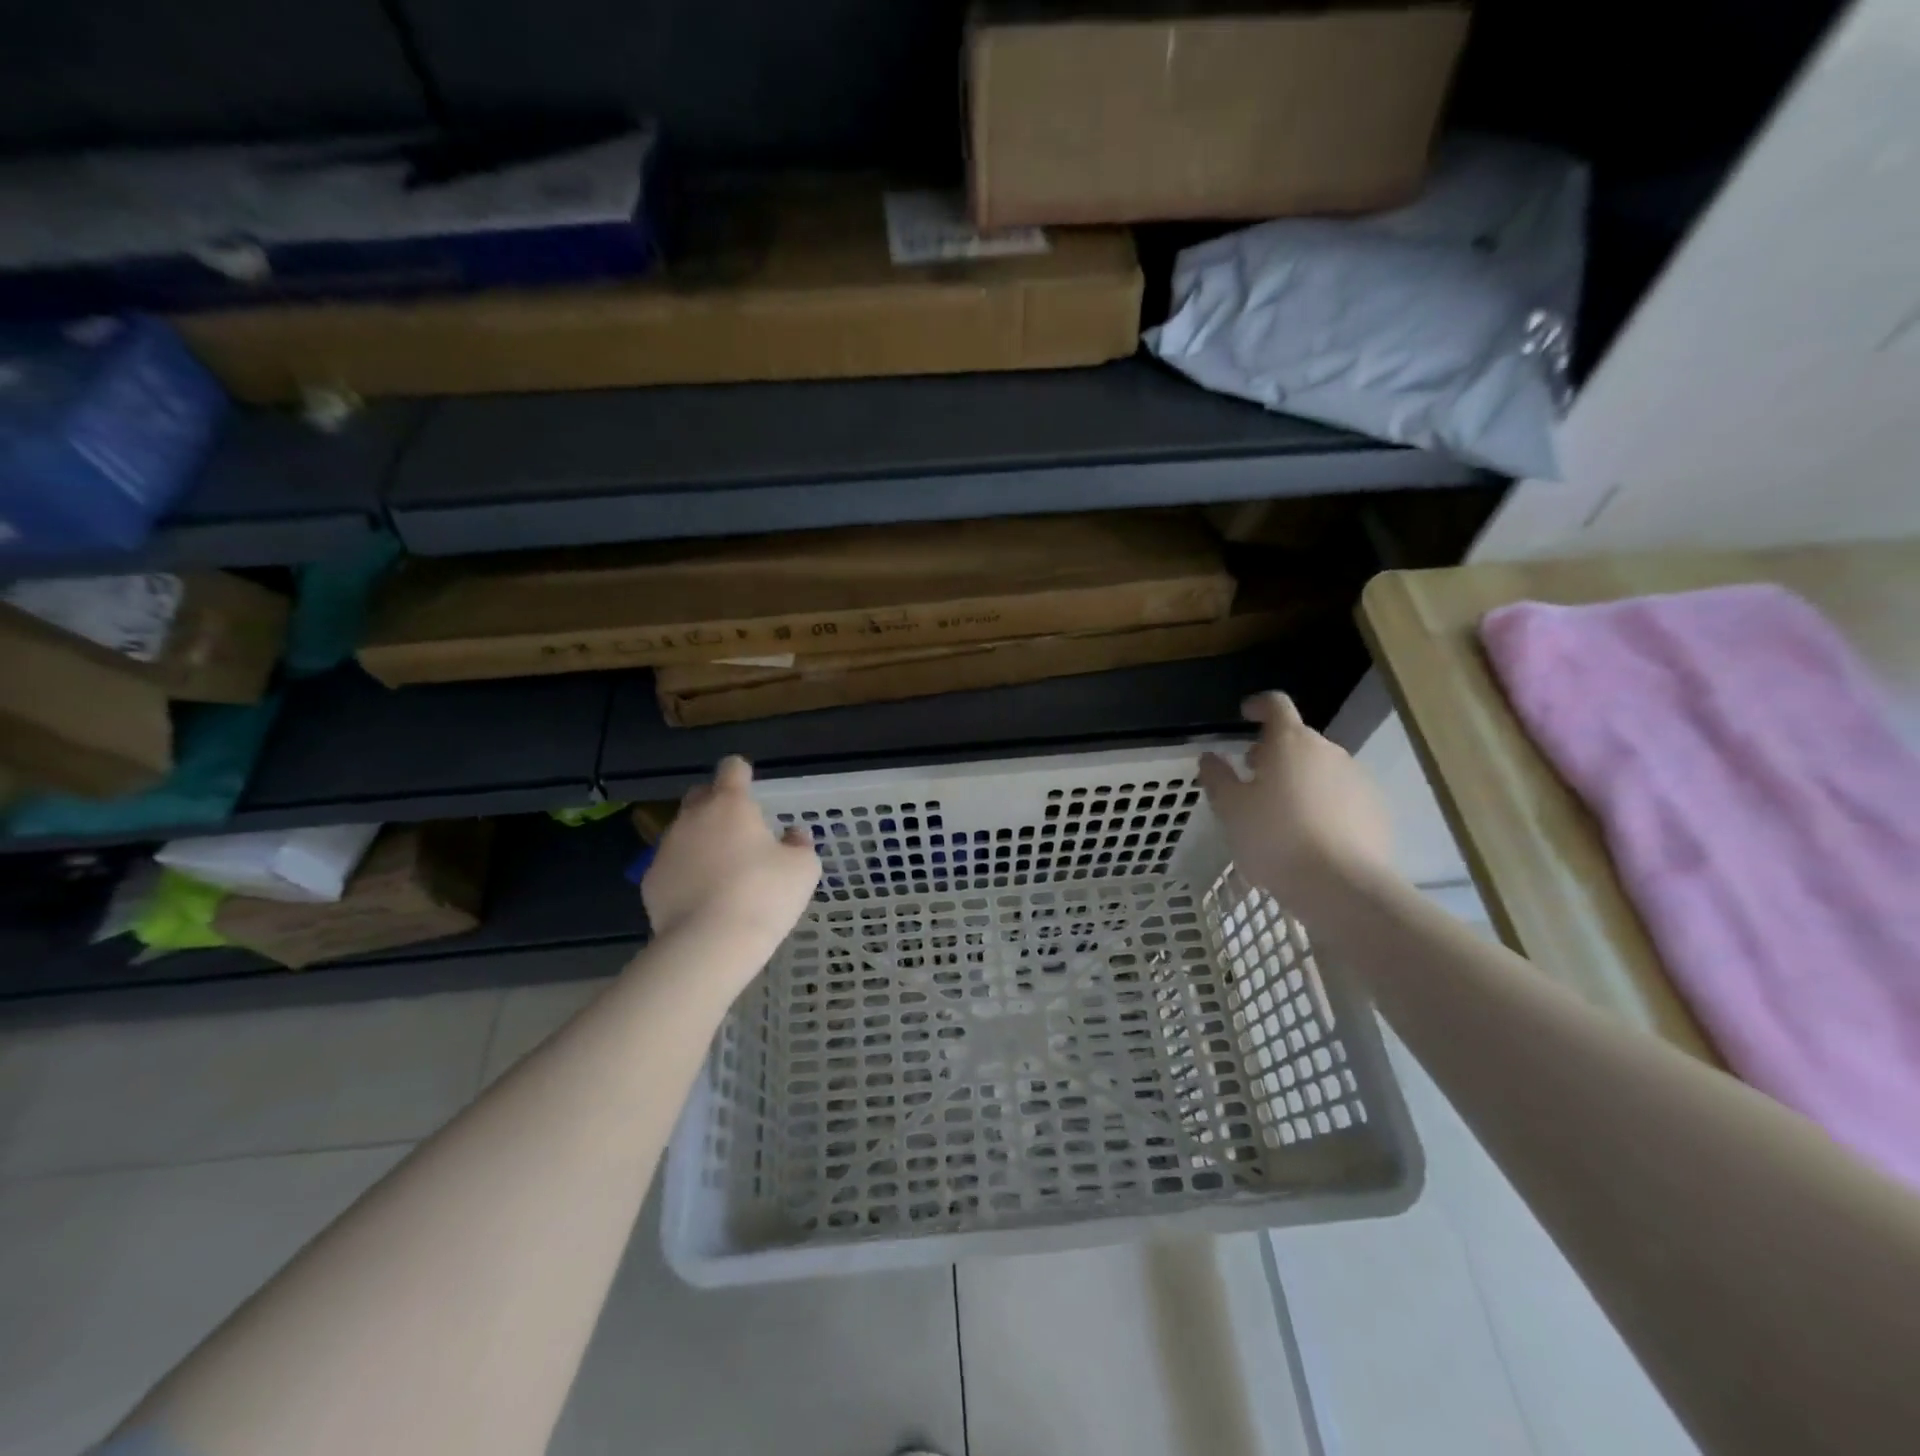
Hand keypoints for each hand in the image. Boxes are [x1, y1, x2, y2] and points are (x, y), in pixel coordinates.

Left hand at [641, 756, 820, 958]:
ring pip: (684, 832)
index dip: (742, 773)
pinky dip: (686, 873)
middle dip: (717, 804)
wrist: (709, 943)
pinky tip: (702, 897)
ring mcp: (667, 849)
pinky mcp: (651, 881)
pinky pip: (672, 866)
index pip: (732, 768)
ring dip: (701, 841)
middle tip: (739, 830)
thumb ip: (800, 844)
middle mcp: (693, 818)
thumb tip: (793, 835)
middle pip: (701, 795)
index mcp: (730, 805)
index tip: (751, 787)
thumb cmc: (764, 894)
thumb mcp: (803, 868)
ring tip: (722, 871)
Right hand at [1198, 692, 1394, 920]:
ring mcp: (1358, 779)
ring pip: (1321, 768)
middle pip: (1298, 739)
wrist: (1341, 886)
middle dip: (1274, 752)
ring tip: (1281, 813)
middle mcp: (1328, 751)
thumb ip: (1217, 777)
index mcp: (1290, 743)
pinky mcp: (1376, 809)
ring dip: (1300, 778)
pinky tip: (1311, 835)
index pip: (1276, 705)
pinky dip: (1324, 803)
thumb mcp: (1230, 810)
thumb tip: (1210, 757)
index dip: (1259, 706)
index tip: (1245, 715)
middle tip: (1253, 778)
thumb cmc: (1275, 839)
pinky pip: (1342, 795)